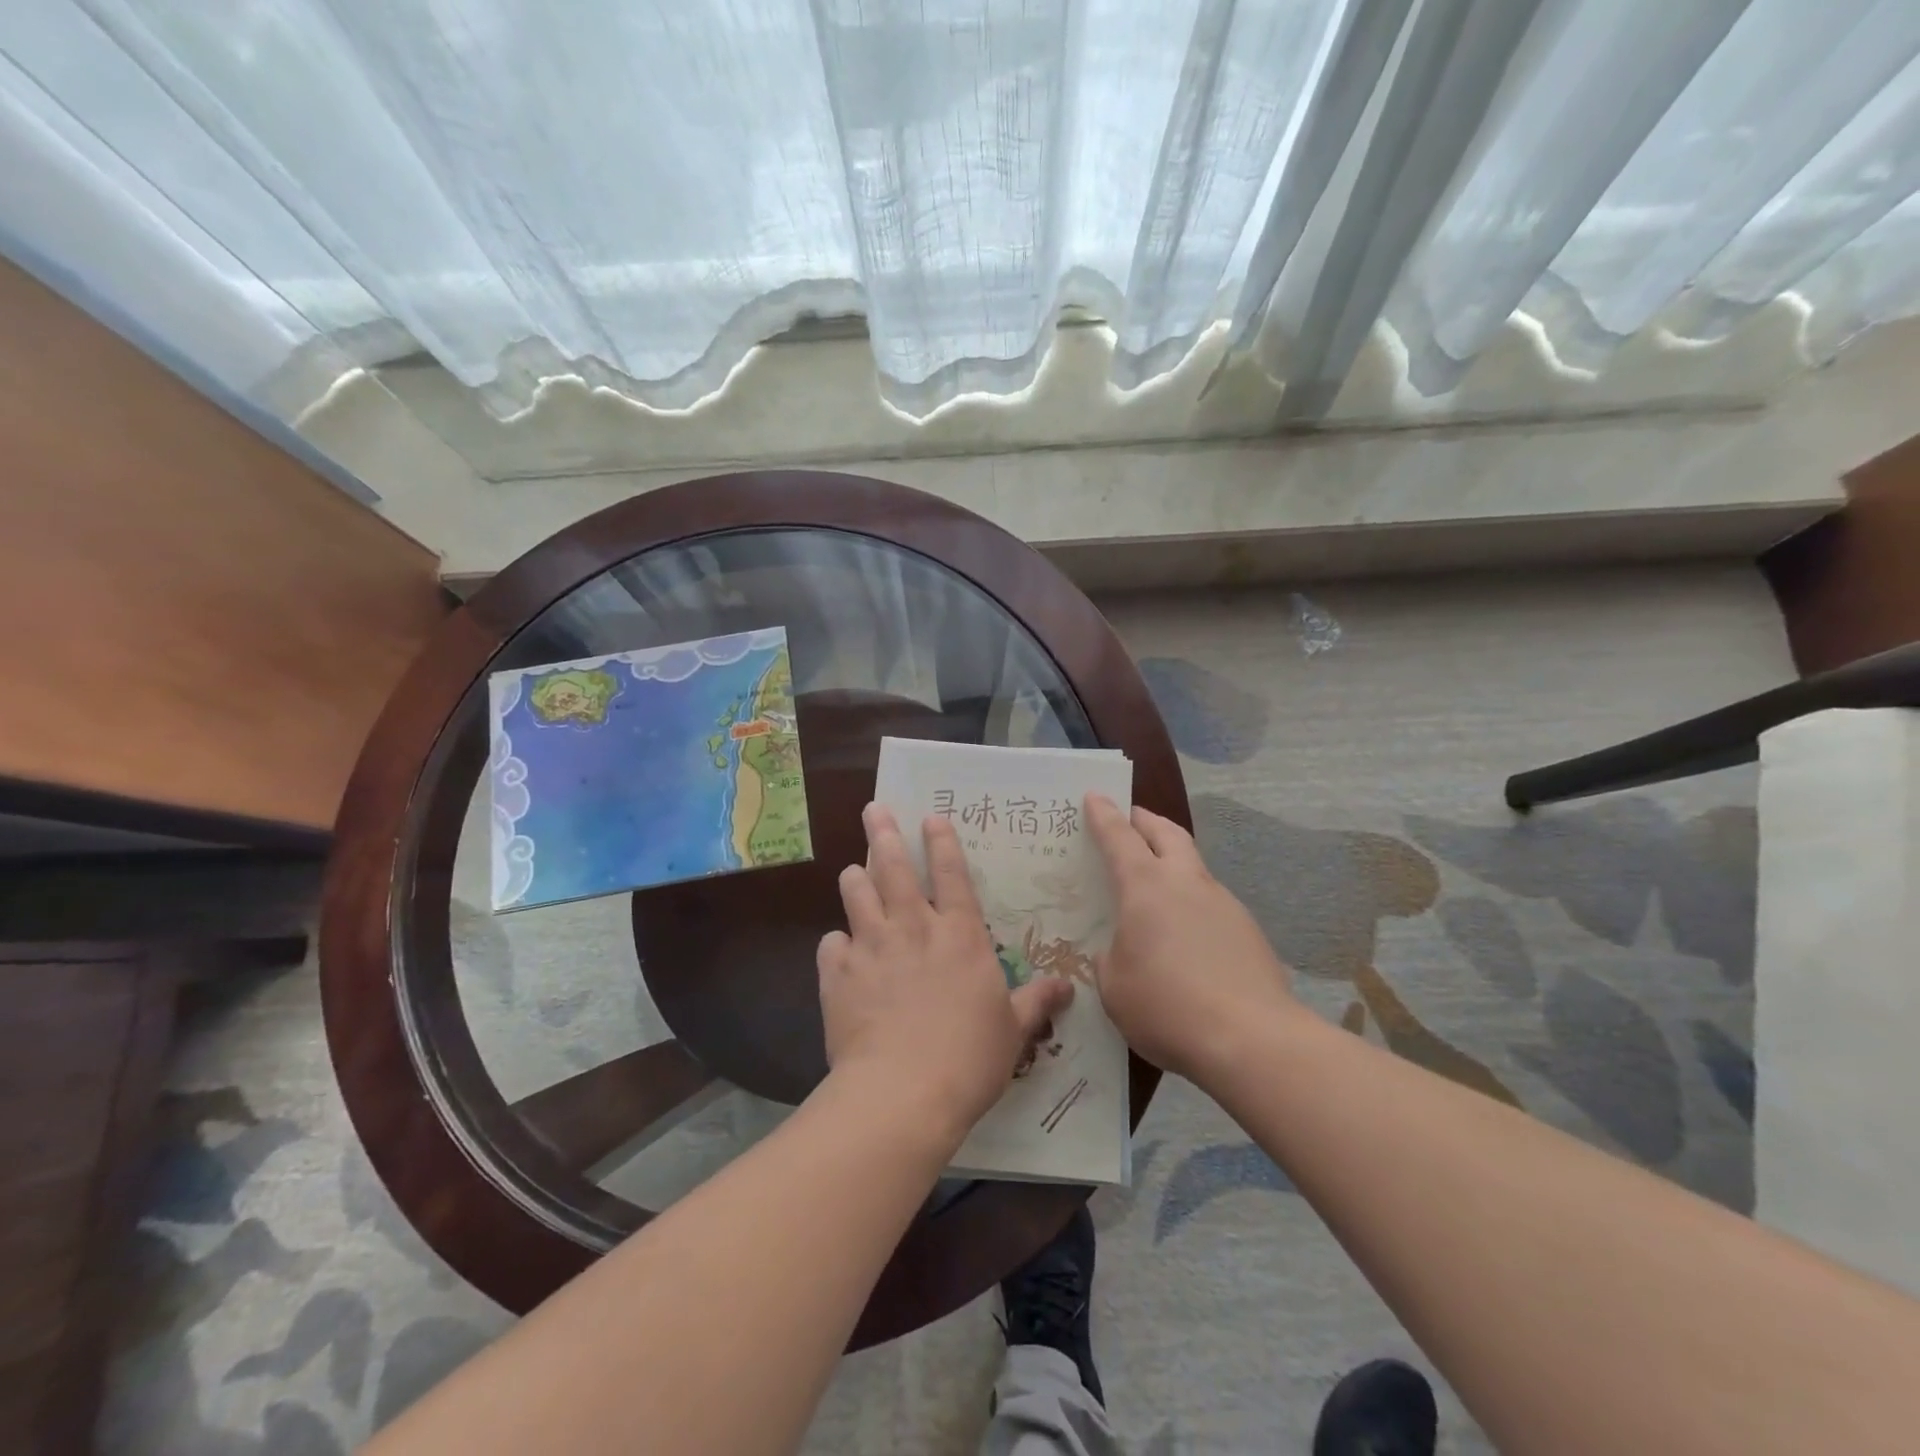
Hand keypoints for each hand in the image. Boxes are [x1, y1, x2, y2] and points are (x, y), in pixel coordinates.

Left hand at [818, 804, 1073, 1140]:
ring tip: (853, 869)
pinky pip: (831, 944)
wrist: (902, 1092)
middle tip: (873, 809)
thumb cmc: (969, 1058)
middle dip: (883, 833)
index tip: (931, 817)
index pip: (952, 874)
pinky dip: (836, 944)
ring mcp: (872, 947)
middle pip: (894, 867)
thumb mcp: (1013, 1030)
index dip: (942, 842)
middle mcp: (913, 928)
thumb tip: (1068, 986)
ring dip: (855, 878)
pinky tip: (839, 950)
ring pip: (857, 894)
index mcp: (959, 935)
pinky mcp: (839, 974)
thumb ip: (1036, 1001)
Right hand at [1085, 794, 1298, 1083]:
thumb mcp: (1114, 986)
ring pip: (1194, 866)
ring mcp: (1223, 903)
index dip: (1104, 815)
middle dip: (1145, 820)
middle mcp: (1186, 883)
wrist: (1252, 1040)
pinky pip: (1211, 902)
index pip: (1119, 837)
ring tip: (1156, 885)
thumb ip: (1111, 958)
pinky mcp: (1248, 930)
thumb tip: (1122, 950)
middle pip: (1167, 833)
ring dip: (1173, 861)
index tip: (1095, 795)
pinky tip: (1186, 936)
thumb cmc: (1167, 1006)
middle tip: (1130, 819)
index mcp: (1146, 887)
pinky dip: (1192, 902)